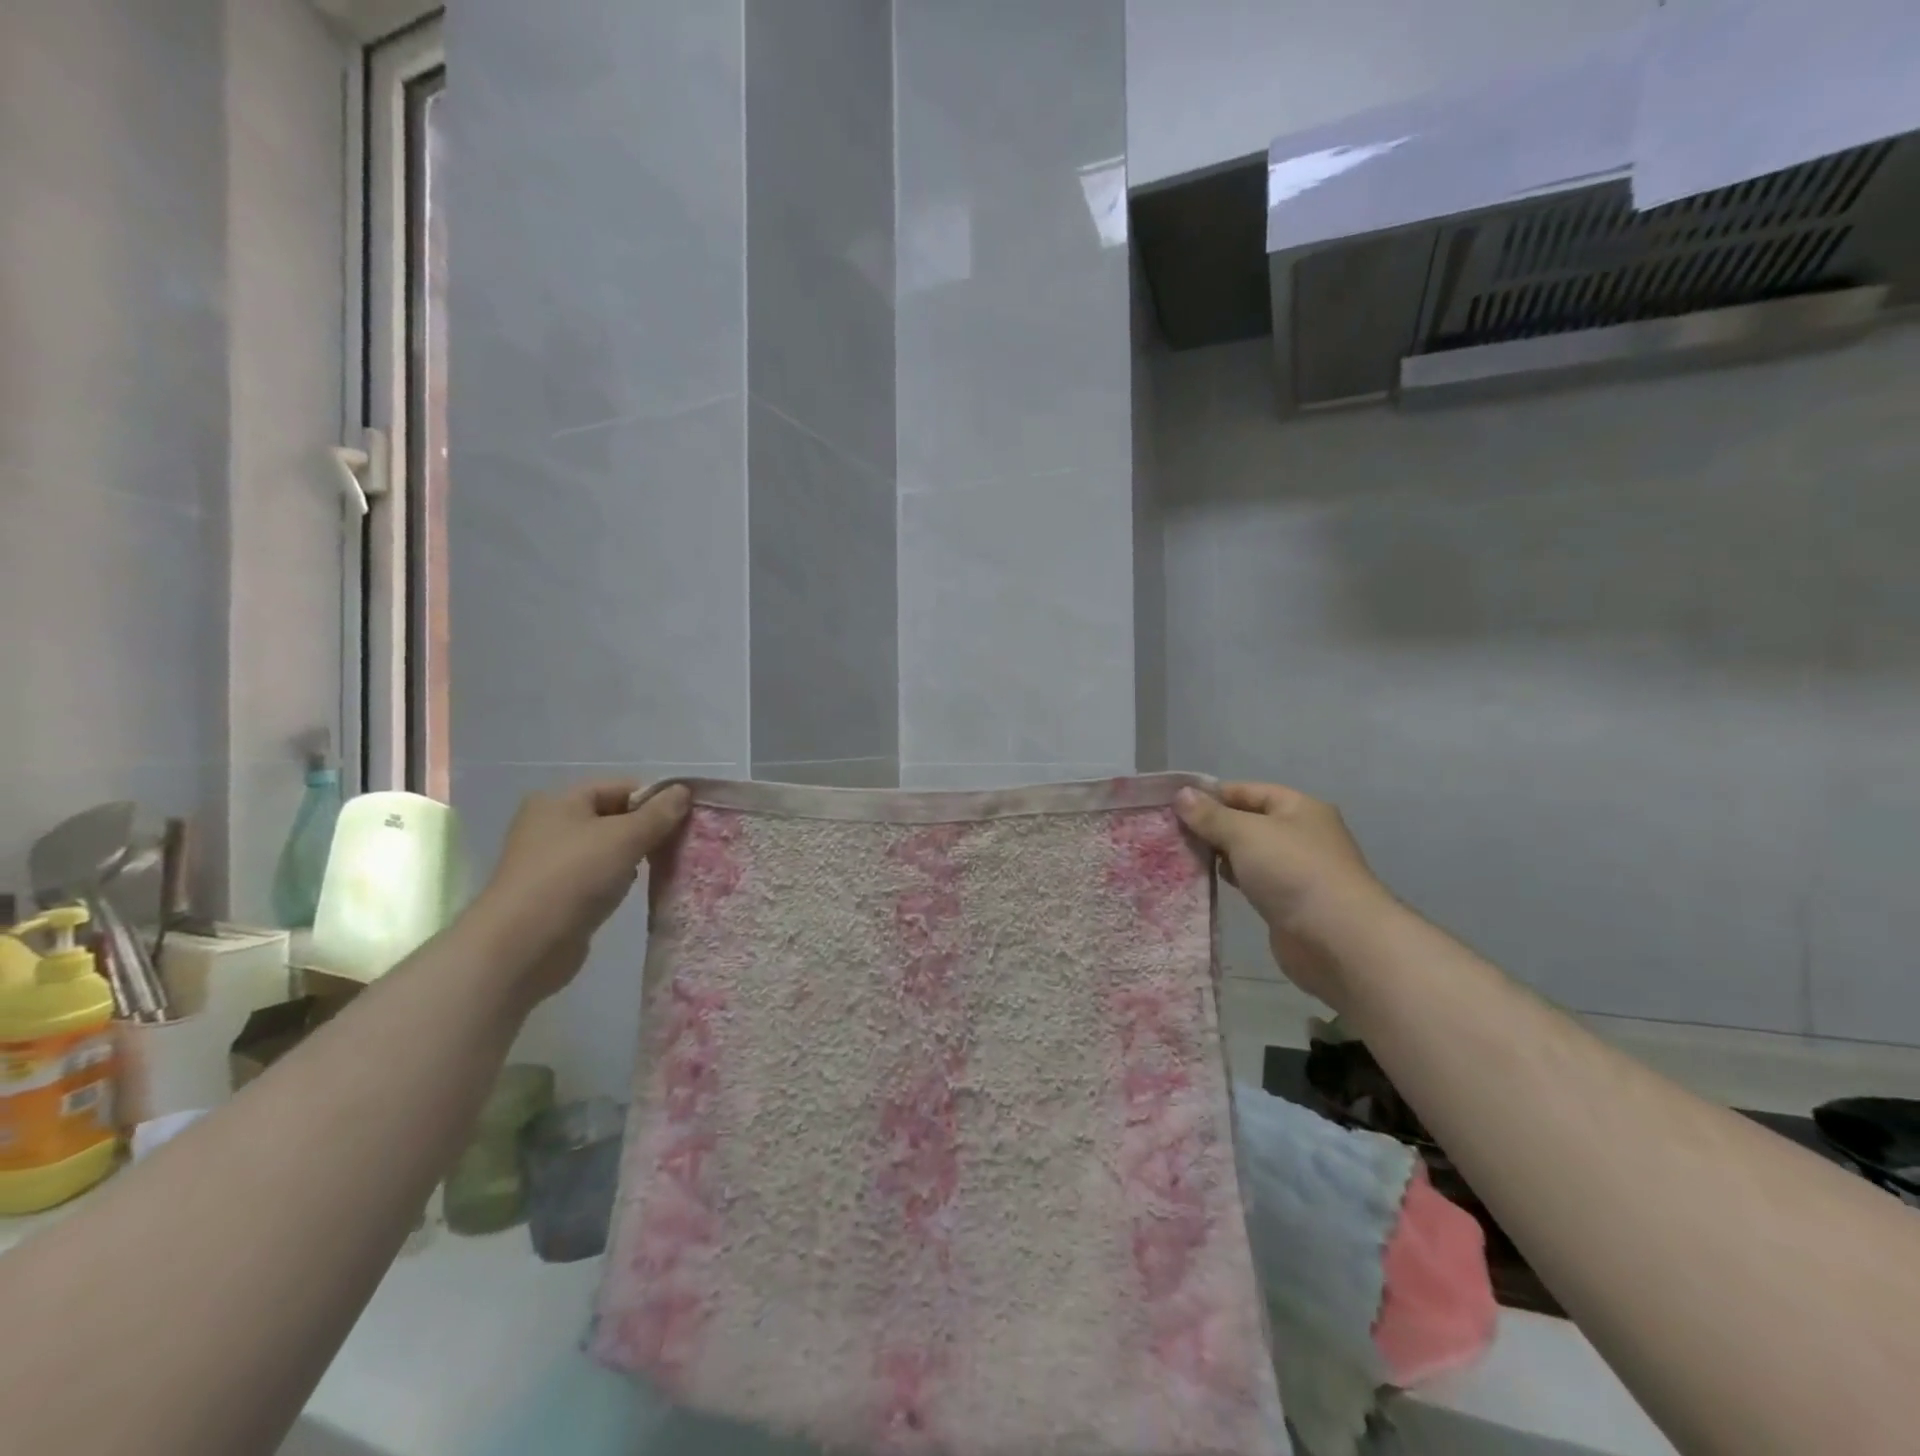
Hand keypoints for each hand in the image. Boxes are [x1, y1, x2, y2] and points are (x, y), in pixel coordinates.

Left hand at [473, 780, 690, 1001]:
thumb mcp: (625, 838)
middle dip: (646, 829)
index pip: (621, 787)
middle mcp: (550, 825)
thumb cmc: (573, 878)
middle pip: (614, 816)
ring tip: (655, 869)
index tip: (684, 820)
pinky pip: (596, 875)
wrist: (521, 947)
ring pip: (607, 848)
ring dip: (633, 856)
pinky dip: (616, 880)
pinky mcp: (554, 893)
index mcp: (560, 801)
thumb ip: (658, 813)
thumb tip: (683, 791)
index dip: (654, 799)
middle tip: (675, 846)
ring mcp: (549, 861)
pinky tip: (628, 892)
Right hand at [1176, 782, 1391, 1006]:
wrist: (1337, 940)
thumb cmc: (1292, 871)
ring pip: (1248, 853)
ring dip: (1219, 854)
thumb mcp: (1245, 833)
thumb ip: (1211, 815)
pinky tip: (1205, 881)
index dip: (1212, 795)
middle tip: (1171, 832)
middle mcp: (1300, 834)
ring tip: (1180, 855)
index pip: (1247, 791)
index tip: (1174, 805)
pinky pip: (1252, 881)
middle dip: (1211, 826)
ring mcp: (1295, 870)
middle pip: (1246, 821)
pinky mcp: (1287, 902)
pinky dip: (1231, 878)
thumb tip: (1182, 794)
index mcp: (1298, 808)